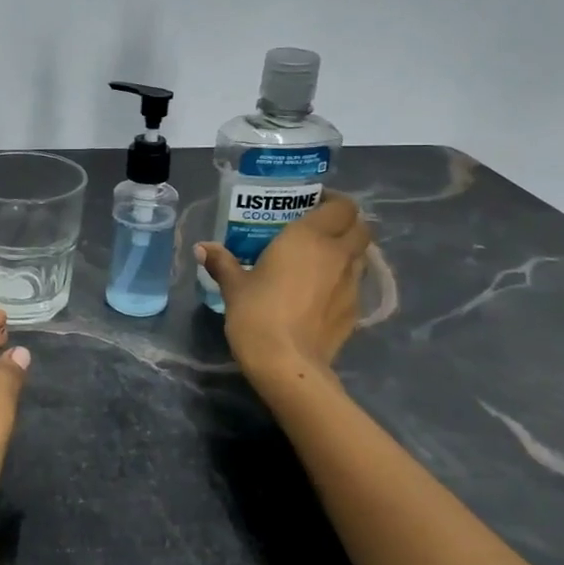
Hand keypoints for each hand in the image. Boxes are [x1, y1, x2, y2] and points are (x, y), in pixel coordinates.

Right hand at [197, 193, 371, 378]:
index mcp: (310, 237)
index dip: (333, 201)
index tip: (313, 204)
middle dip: (345, 224)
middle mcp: (337, 254)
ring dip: (346, 251)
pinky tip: (320, 293)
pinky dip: (342, 280)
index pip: (342, 206)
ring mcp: (351, 284)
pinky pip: (354, 284)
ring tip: (319, 260)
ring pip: (361, 255)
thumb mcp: (234, 286)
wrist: (287, 363)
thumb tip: (203, 248)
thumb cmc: (257, 313)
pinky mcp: (355, 310)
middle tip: (318, 229)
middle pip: (361, 227)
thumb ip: (222, 262)